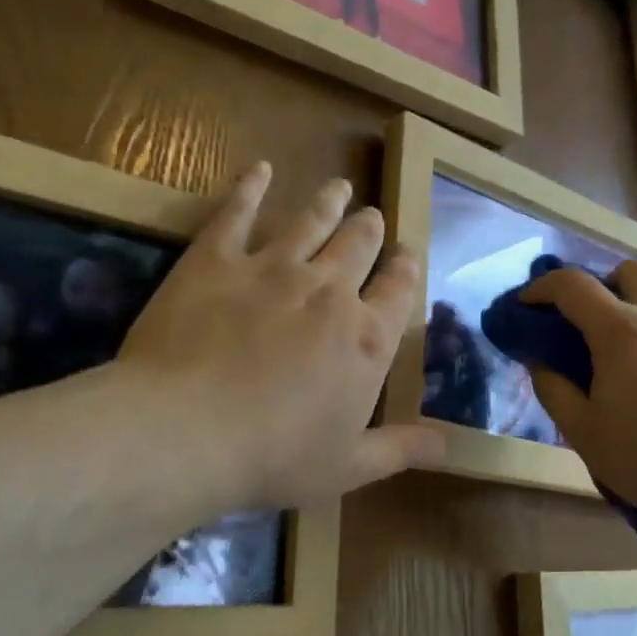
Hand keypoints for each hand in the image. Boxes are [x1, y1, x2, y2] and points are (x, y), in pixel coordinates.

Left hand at [115, 163, 441, 514]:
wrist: (187, 431)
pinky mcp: (216, 258)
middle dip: (370, 229)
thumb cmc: (275, 456)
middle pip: (359, 246)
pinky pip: (237, 211)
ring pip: (311, 220)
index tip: (407, 254)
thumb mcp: (349, 466)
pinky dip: (250, 187)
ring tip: (339, 186)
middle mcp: (329, 290)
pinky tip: (259, 169)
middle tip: (372, 217)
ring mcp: (273, 267)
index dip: (406, 269)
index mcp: (366, 339)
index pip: (399, 290)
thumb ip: (401, 449)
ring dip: (329, 201)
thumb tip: (449, 446)